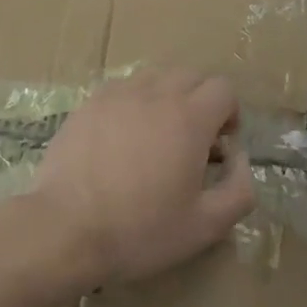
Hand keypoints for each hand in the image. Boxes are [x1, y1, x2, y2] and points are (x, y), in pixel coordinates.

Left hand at [32, 70, 255, 290]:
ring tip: (156, 135)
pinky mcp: (88, 105)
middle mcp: (156, 94)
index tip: (219, 146)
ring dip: (166, 97)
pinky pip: (121, 89)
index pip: (223, 88)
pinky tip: (122, 138)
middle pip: (191, 76)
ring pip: (155, 77)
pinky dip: (133, 103)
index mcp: (190, 118)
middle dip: (201, 101)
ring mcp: (117, 96)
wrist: (66, 230)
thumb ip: (240, 190)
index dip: (229, 114)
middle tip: (192, 141)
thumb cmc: (141, 230)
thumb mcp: (205, 226)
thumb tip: (240, 160)